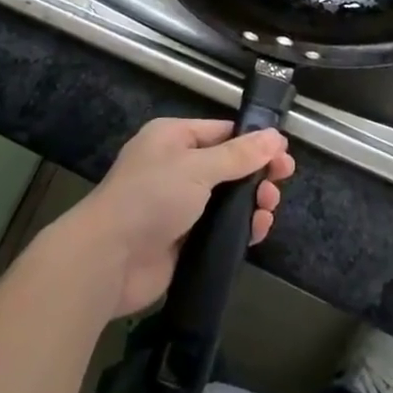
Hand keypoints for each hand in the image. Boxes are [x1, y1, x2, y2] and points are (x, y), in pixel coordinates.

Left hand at [57, 118, 295, 317]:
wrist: (108, 260)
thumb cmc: (151, 198)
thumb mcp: (197, 168)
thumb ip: (239, 156)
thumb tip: (276, 137)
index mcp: (173, 138)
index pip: (221, 132)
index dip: (253, 141)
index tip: (283, 153)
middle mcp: (175, 168)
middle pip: (227, 166)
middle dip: (256, 173)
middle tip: (284, 181)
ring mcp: (178, 206)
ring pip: (225, 200)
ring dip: (251, 202)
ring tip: (269, 208)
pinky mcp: (182, 241)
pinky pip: (218, 230)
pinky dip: (239, 229)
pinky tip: (258, 231)